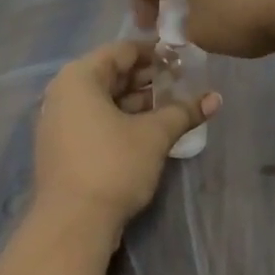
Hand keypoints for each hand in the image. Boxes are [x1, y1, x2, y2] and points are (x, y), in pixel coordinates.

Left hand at [32, 40, 220, 232]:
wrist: (72, 223)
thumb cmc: (113, 165)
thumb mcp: (154, 135)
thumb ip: (183, 112)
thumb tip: (215, 98)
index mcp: (79, 77)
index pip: (122, 51)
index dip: (155, 53)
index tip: (183, 59)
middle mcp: (63, 93)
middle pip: (111, 74)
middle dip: (148, 78)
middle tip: (183, 83)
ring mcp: (60, 122)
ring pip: (104, 100)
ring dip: (138, 101)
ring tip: (173, 106)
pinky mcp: (64, 147)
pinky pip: (96, 121)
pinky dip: (122, 120)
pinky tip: (151, 130)